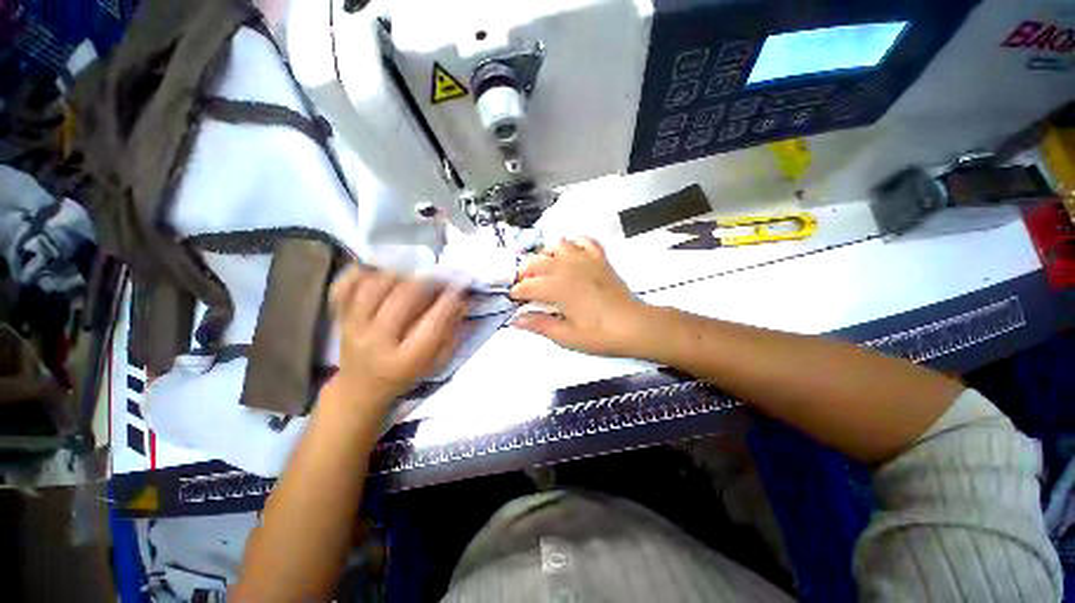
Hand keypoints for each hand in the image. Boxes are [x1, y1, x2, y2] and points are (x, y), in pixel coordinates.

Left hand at [329, 266, 465, 407]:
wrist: (360, 389)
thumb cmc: (405, 375)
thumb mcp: (436, 363)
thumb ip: (451, 332)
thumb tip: (462, 301)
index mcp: (406, 360)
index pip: (433, 324)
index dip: (449, 301)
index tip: (460, 287)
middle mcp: (377, 343)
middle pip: (402, 298)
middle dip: (427, 281)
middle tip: (440, 276)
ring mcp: (353, 329)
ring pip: (374, 287)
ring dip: (398, 275)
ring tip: (413, 275)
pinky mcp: (339, 319)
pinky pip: (344, 288)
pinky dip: (360, 274)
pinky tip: (378, 272)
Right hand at [510, 237, 648, 356]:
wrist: (635, 326)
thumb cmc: (600, 335)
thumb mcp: (566, 336)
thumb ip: (539, 325)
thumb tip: (515, 320)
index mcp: (558, 288)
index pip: (528, 285)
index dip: (517, 292)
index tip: (514, 300)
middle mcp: (568, 268)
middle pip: (537, 261)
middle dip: (525, 272)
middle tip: (525, 286)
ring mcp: (586, 260)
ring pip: (558, 244)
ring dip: (547, 254)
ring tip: (546, 269)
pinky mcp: (600, 259)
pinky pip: (584, 241)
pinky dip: (574, 243)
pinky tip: (571, 254)